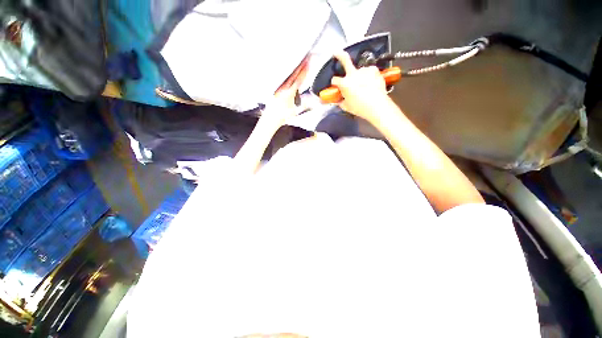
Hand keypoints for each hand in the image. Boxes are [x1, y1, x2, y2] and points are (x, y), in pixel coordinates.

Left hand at [260, 56, 309, 128]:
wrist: (270, 119)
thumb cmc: (282, 117)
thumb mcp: (295, 112)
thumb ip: (304, 105)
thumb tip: (312, 101)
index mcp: (289, 93)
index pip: (298, 79)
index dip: (304, 71)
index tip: (308, 62)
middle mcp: (283, 88)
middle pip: (293, 74)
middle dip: (300, 65)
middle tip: (306, 57)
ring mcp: (279, 87)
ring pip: (288, 75)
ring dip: (295, 68)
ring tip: (300, 61)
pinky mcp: (276, 89)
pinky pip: (284, 78)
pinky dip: (289, 73)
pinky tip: (291, 71)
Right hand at [331, 51, 391, 121]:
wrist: (377, 106)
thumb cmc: (360, 108)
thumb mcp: (347, 107)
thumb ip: (340, 102)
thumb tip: (338, 100)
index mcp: (345, 84)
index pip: (335, 80)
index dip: (334, 83)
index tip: (336, 85)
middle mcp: (353, 74)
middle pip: (345, 60)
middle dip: (339, 55)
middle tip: (336, 52)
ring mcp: (364, 71)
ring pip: (360, 71)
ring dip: (360, 76)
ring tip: (365, 86)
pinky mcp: (374, 70)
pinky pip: (369, 72)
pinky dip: (369, 76)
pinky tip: (371, 83)